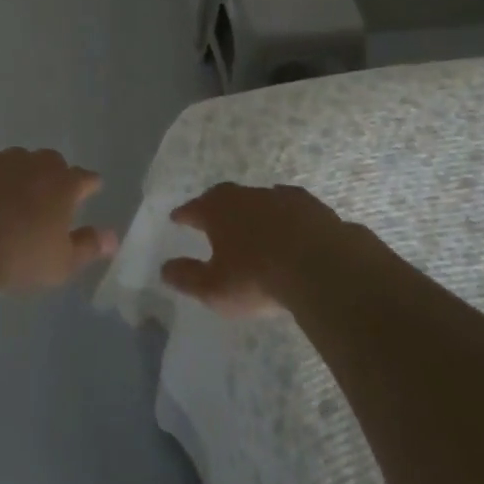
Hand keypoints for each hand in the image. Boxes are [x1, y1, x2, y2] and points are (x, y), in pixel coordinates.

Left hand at [0, 148, 117, 290]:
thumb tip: (113, 237)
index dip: (89, 184)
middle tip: (44, 198)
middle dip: (50, 176)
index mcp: (61, 184)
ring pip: (11, 162)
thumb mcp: (60, 264)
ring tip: (3, 203)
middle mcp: (31, 163)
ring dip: (12, 177)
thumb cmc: (17, 257)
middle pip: (48, 163)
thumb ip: (88, 247)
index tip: (91, 188)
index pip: (84, 178)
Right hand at [160, 183, 346, 318]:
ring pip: (258, 199)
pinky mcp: (310, 205)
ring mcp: (280, 196)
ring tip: (252, 224)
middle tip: (211, 217)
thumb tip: (164, 269)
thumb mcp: (214, 288)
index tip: (176, 218)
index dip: (184, 214)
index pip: (193, 208)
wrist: (319, 265)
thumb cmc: (257, 278)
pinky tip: (290, 225)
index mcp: (217, 210)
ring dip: (252, 211)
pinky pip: (290, 207)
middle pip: (224, 197)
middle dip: (216, 206)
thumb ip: (187, 277)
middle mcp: (245, 195)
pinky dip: (285, 215)